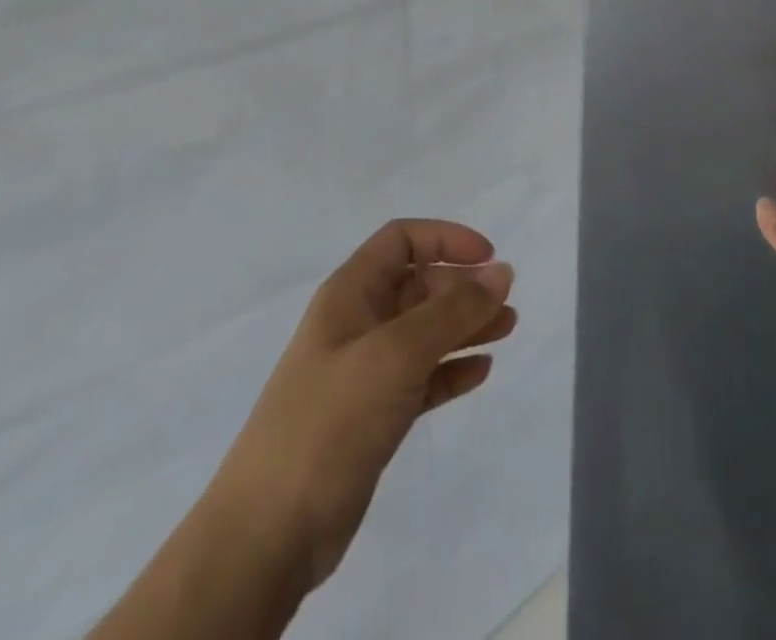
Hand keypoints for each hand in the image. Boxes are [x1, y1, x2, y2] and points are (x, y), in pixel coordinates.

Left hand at [211, 220, 516, 593]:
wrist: (267, 536)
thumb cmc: (330, 422)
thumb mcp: (395, 354)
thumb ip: (452, 311)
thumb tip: (501, 272)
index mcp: (350, 294)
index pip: (402, 240)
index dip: (446, 239)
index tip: (488, 258)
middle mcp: (358, 324)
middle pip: (419, 285)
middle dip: (464, 287)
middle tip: (506, 305)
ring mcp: (364, 372)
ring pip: (424, 332)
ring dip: (466, 326)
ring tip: (508, 330)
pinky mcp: (373, 416)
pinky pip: (422, 377)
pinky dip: (451, 369)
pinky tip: (480, 373)